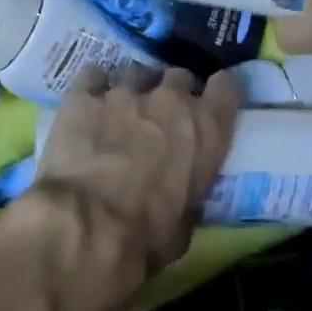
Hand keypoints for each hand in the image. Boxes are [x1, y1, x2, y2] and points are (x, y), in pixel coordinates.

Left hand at [5, 65, 240, 310]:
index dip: (218, 93)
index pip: (226, 87)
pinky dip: (94, 87)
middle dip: (173, 93)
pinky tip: (88, 105)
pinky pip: (93, 75)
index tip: (211, 103)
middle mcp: (170, 99)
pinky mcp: (84, 93)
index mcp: (206, 130)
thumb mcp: (185, 225)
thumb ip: (189, 193)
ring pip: (137, 72)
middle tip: (161, 116)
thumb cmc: (145, 238)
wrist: (86, 226)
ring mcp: (125, 90)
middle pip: (179, 76)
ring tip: (122, 110)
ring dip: (135, 89)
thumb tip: (182, 193)